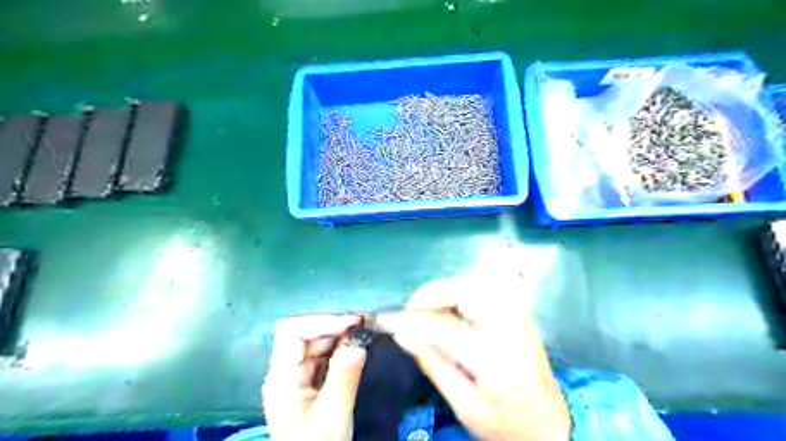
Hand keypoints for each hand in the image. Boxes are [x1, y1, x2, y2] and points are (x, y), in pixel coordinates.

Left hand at [260, 314, 364, 439]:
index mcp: (282, 377)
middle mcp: (287, 372)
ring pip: (317, 345)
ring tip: (365, 333)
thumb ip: (345, 375)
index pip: (291, 332)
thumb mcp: (333, 413)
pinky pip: (325, 358)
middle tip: (365, 324)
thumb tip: (359, 340)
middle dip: (335, 327)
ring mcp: (298, 378)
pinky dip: (342, 351)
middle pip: (306, 336)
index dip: (319, 321)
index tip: (351, 323)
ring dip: (341, 338)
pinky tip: (358, 349)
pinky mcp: (310, 384)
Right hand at [375, 279, 572, 440]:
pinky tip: (452, 310)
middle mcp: (510, 324)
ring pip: (475, 281)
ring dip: (446, 291)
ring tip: (428, 312)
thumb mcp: (465, 404)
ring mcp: (518, 314)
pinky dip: (461, 291)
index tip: (384, 318)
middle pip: (464, 288)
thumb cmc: (507, 424)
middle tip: (411, 312)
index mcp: (495, 355)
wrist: (551, 426)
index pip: (442, 325)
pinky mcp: (519, 311)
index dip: (408, 318)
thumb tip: (402, 333)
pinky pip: (485, 286)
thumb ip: (433, 363)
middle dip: (431, 294)